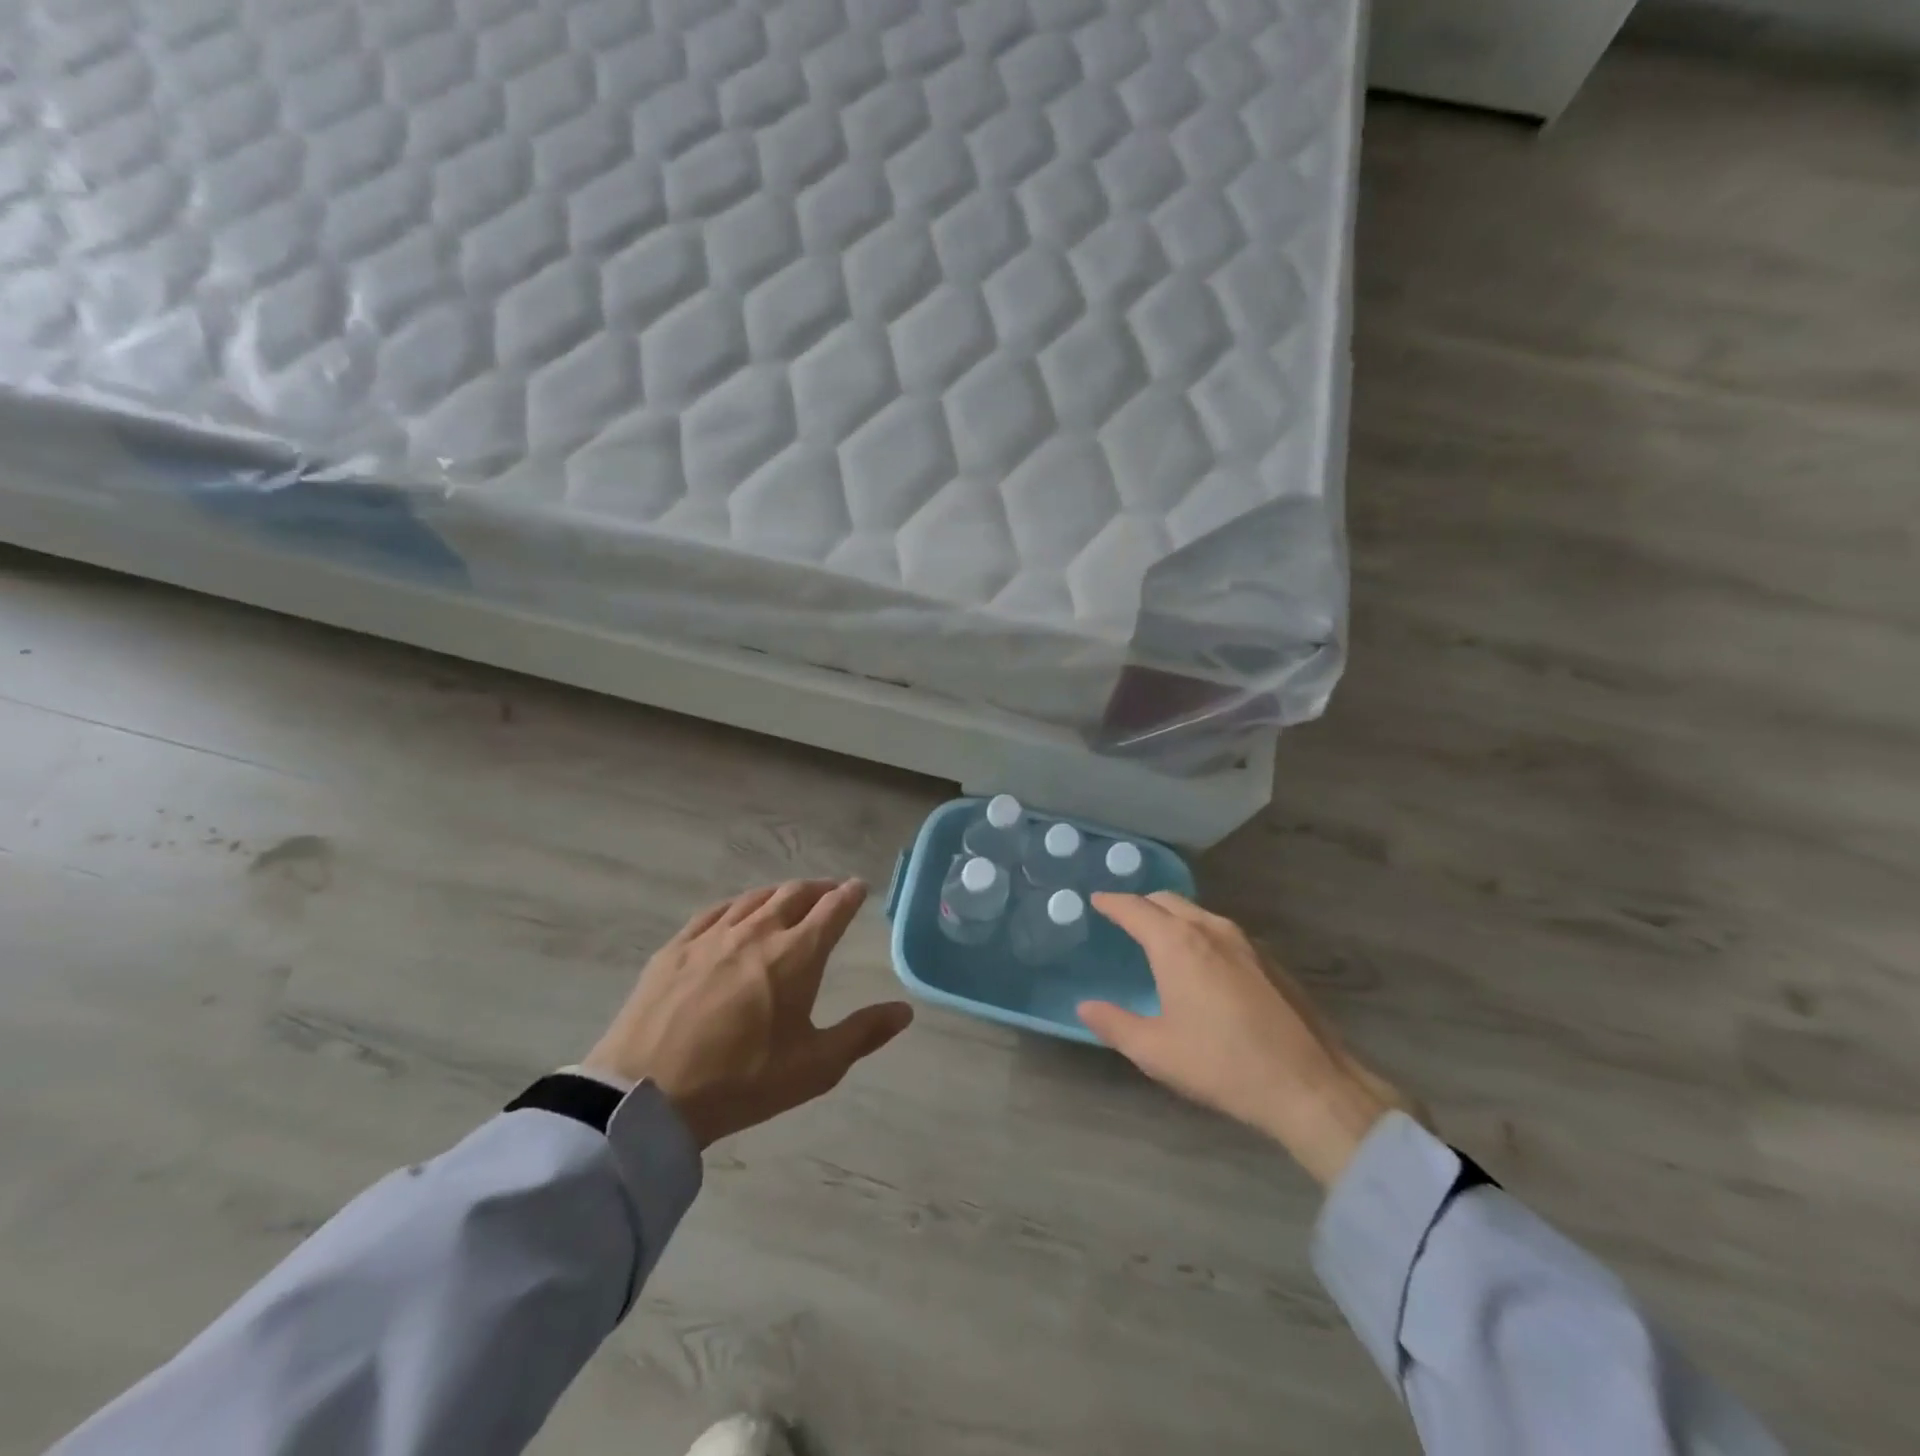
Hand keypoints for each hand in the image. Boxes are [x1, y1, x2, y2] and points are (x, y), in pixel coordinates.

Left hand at [584, 879, 912, 1147]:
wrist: (647, 1095)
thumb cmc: (742, 1081)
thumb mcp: (814, 1067)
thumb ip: (863, 1033)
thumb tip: (905, 1010)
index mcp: (797, 955)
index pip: (832, 909)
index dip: (849, 895)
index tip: (860, 887)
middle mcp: (758, 932)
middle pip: (794, 894)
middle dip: (818, 888)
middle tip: (830, 891)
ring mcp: (712, 936)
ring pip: (754, 898)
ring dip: (780, 893)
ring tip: (789, 898)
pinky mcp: (676, 947)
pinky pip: (714, 912)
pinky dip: (737, 905)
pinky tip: (736, 912)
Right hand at [1079, 892, 1417, 1186]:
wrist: (1309, 1084)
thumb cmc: (1222, 1064)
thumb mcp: (1155, 1051)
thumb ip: (1114, 1023)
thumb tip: (1086, 1006)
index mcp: (1177, 944)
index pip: (1134, 908)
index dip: (1111, 902)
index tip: (1096, 900)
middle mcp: (1210, 929)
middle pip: (1167, 901)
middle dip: (1141, 904)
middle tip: (1123, 918)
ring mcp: (1245, 942)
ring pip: (1197, 913)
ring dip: (1172, 916)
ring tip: (1158, 937)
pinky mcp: (1269, 959)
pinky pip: (1221, 930)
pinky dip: (1199, 932)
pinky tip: (1201, 962)